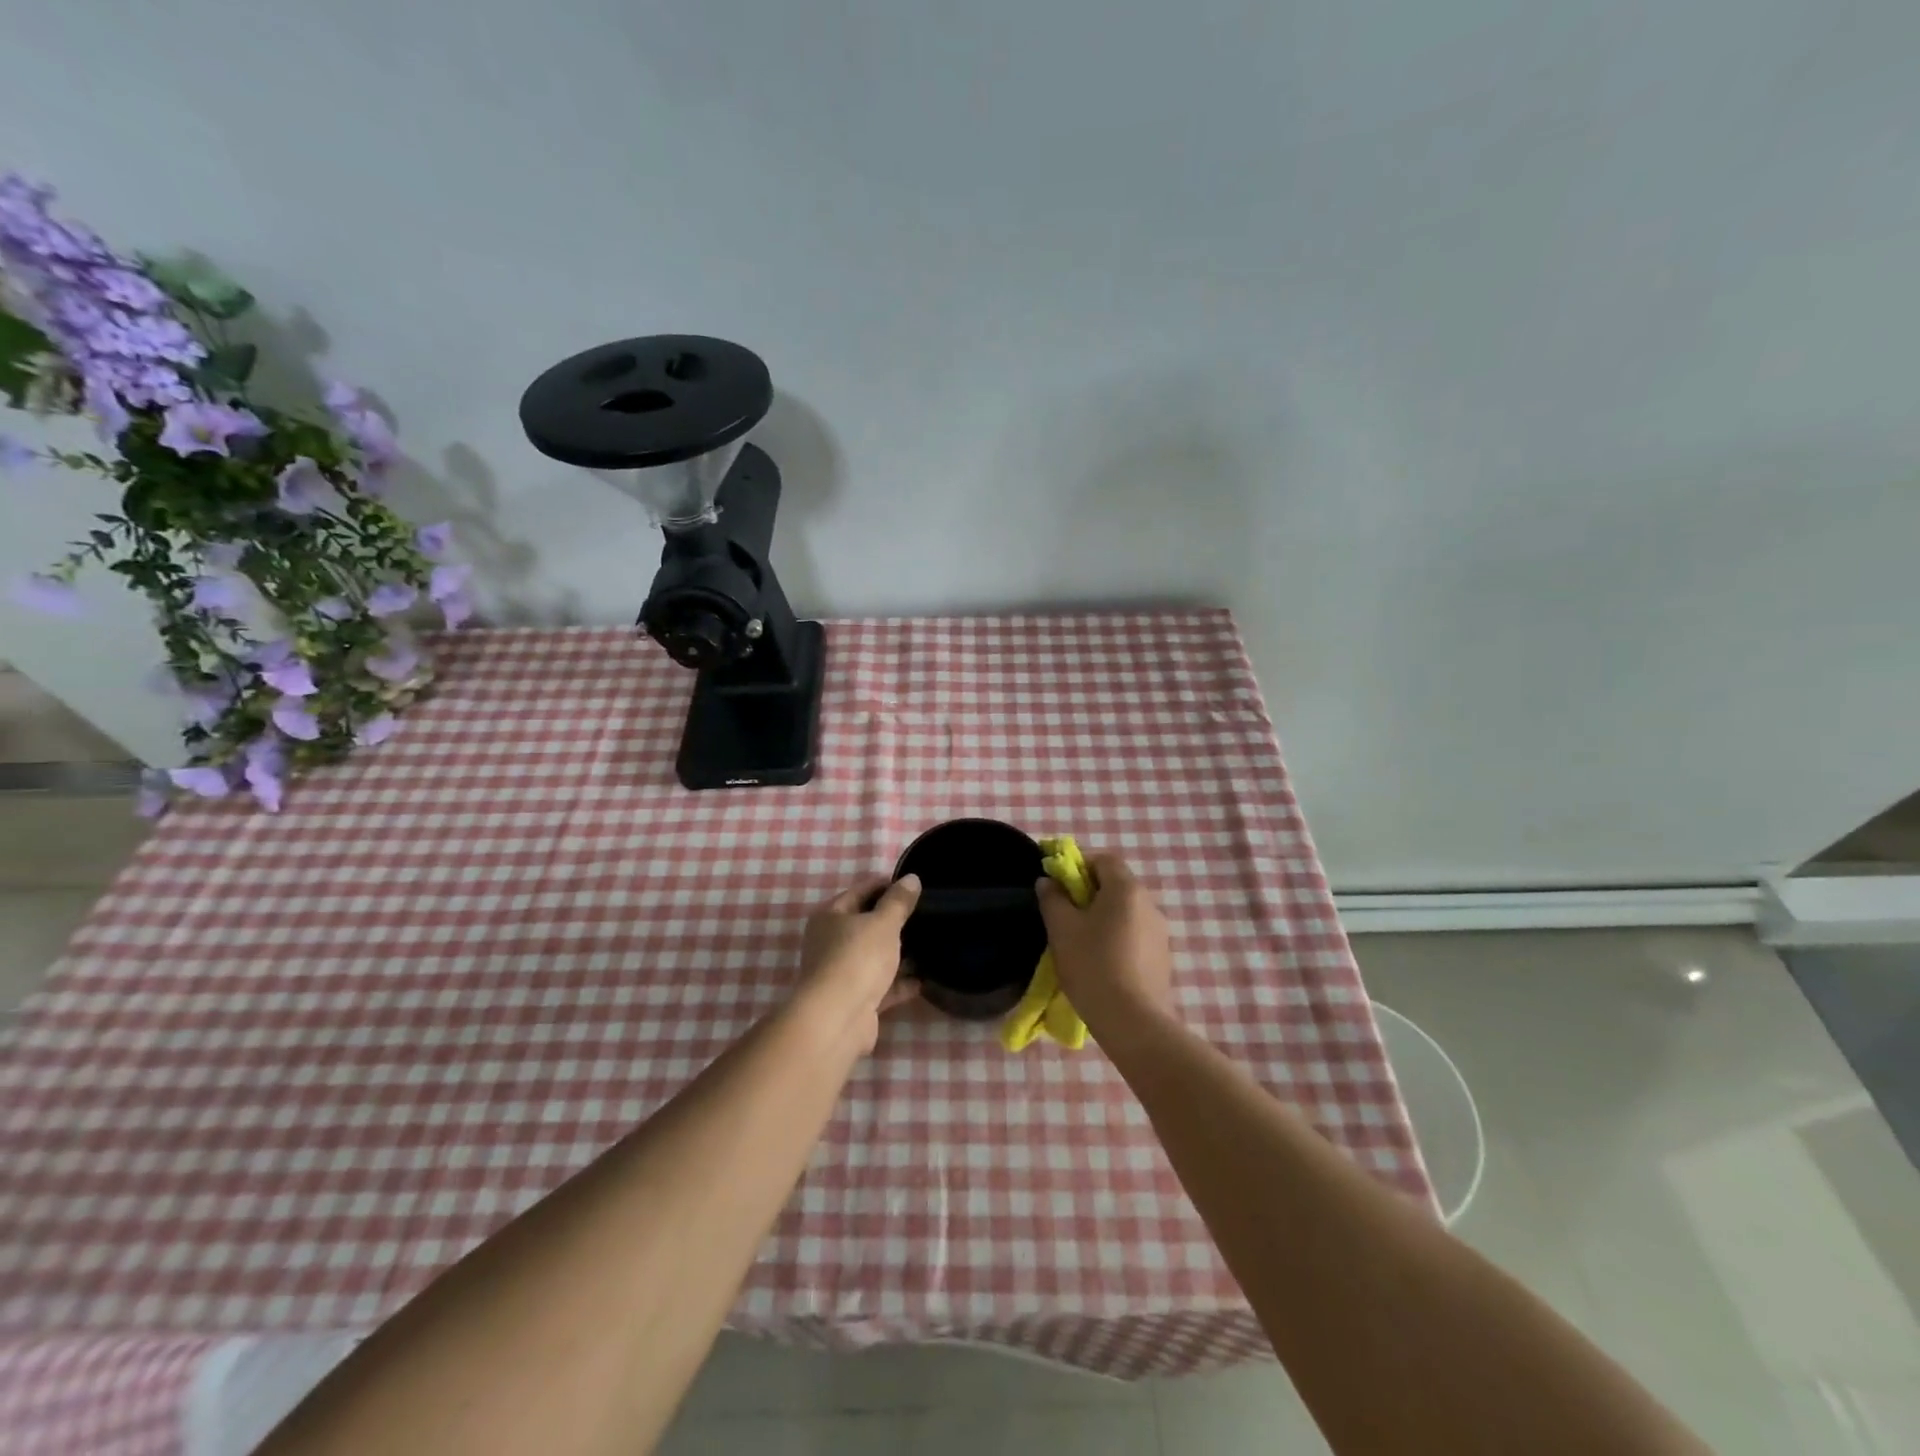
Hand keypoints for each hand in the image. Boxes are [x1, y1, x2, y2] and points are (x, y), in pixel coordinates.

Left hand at [791, 875, 922, 1051]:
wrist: (838, 1018)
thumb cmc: (858, 958)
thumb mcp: (883, 923)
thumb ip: (898, 901)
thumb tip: (912, 878)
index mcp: (830, 916)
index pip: (860, 891)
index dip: (886, 886)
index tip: (914, 887)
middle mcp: (830, 942)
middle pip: (866, 925)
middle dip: (894, 922)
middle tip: (925, 915)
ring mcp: (841, 973)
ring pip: (874, 957)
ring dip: (898, 954)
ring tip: (929, 945)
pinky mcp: (854, 1000)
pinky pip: (881, 986)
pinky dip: (899, 983)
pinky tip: (923, 980)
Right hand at [1036, 854, 1173, 1032]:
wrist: (1133, 1021)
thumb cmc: (1093, 965)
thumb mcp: (1062, 929)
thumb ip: (1052, 898)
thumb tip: (1048, 882)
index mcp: (1126, 889)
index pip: (1104, 860)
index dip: (1079, 865)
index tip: (1059, 886)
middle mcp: (1149, 904)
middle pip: (1116, 885)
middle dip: (1089, 893)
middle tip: (1065, 915)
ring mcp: (1160, 932)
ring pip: (1126, 912)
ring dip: (1103, 917)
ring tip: (1080, 943)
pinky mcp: (1162, 958)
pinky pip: (1135, 935)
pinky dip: (1117, 939)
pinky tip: (1101, 963)